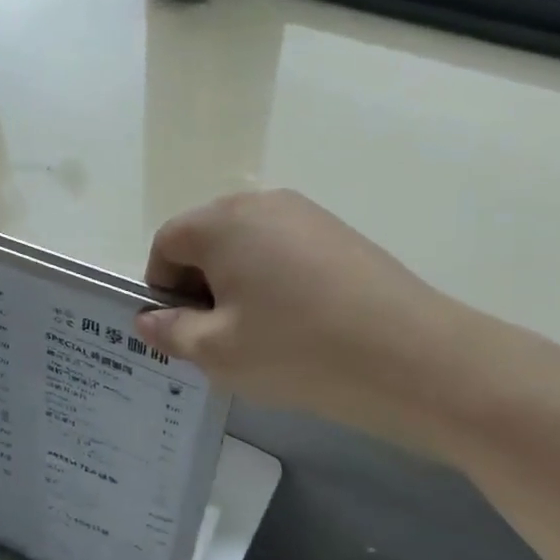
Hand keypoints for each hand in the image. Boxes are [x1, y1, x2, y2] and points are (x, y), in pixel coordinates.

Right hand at [137, 190, 467, 447]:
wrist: (411, 357)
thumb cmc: (295, 350)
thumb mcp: (217, 351)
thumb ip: (170, 331)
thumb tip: (148, 319)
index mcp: (223, 221)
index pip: (167, 243)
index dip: (161, 287)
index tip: (181, 331)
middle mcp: (264, 203)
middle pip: (208, 240)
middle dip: (200, 286)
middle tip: (218, 338)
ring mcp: (309, 215)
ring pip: (248, 248)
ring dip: (238, 286)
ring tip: (261, 336)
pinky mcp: (341, 235)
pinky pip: (286, 253)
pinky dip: (275, 284)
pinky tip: (299, 326)